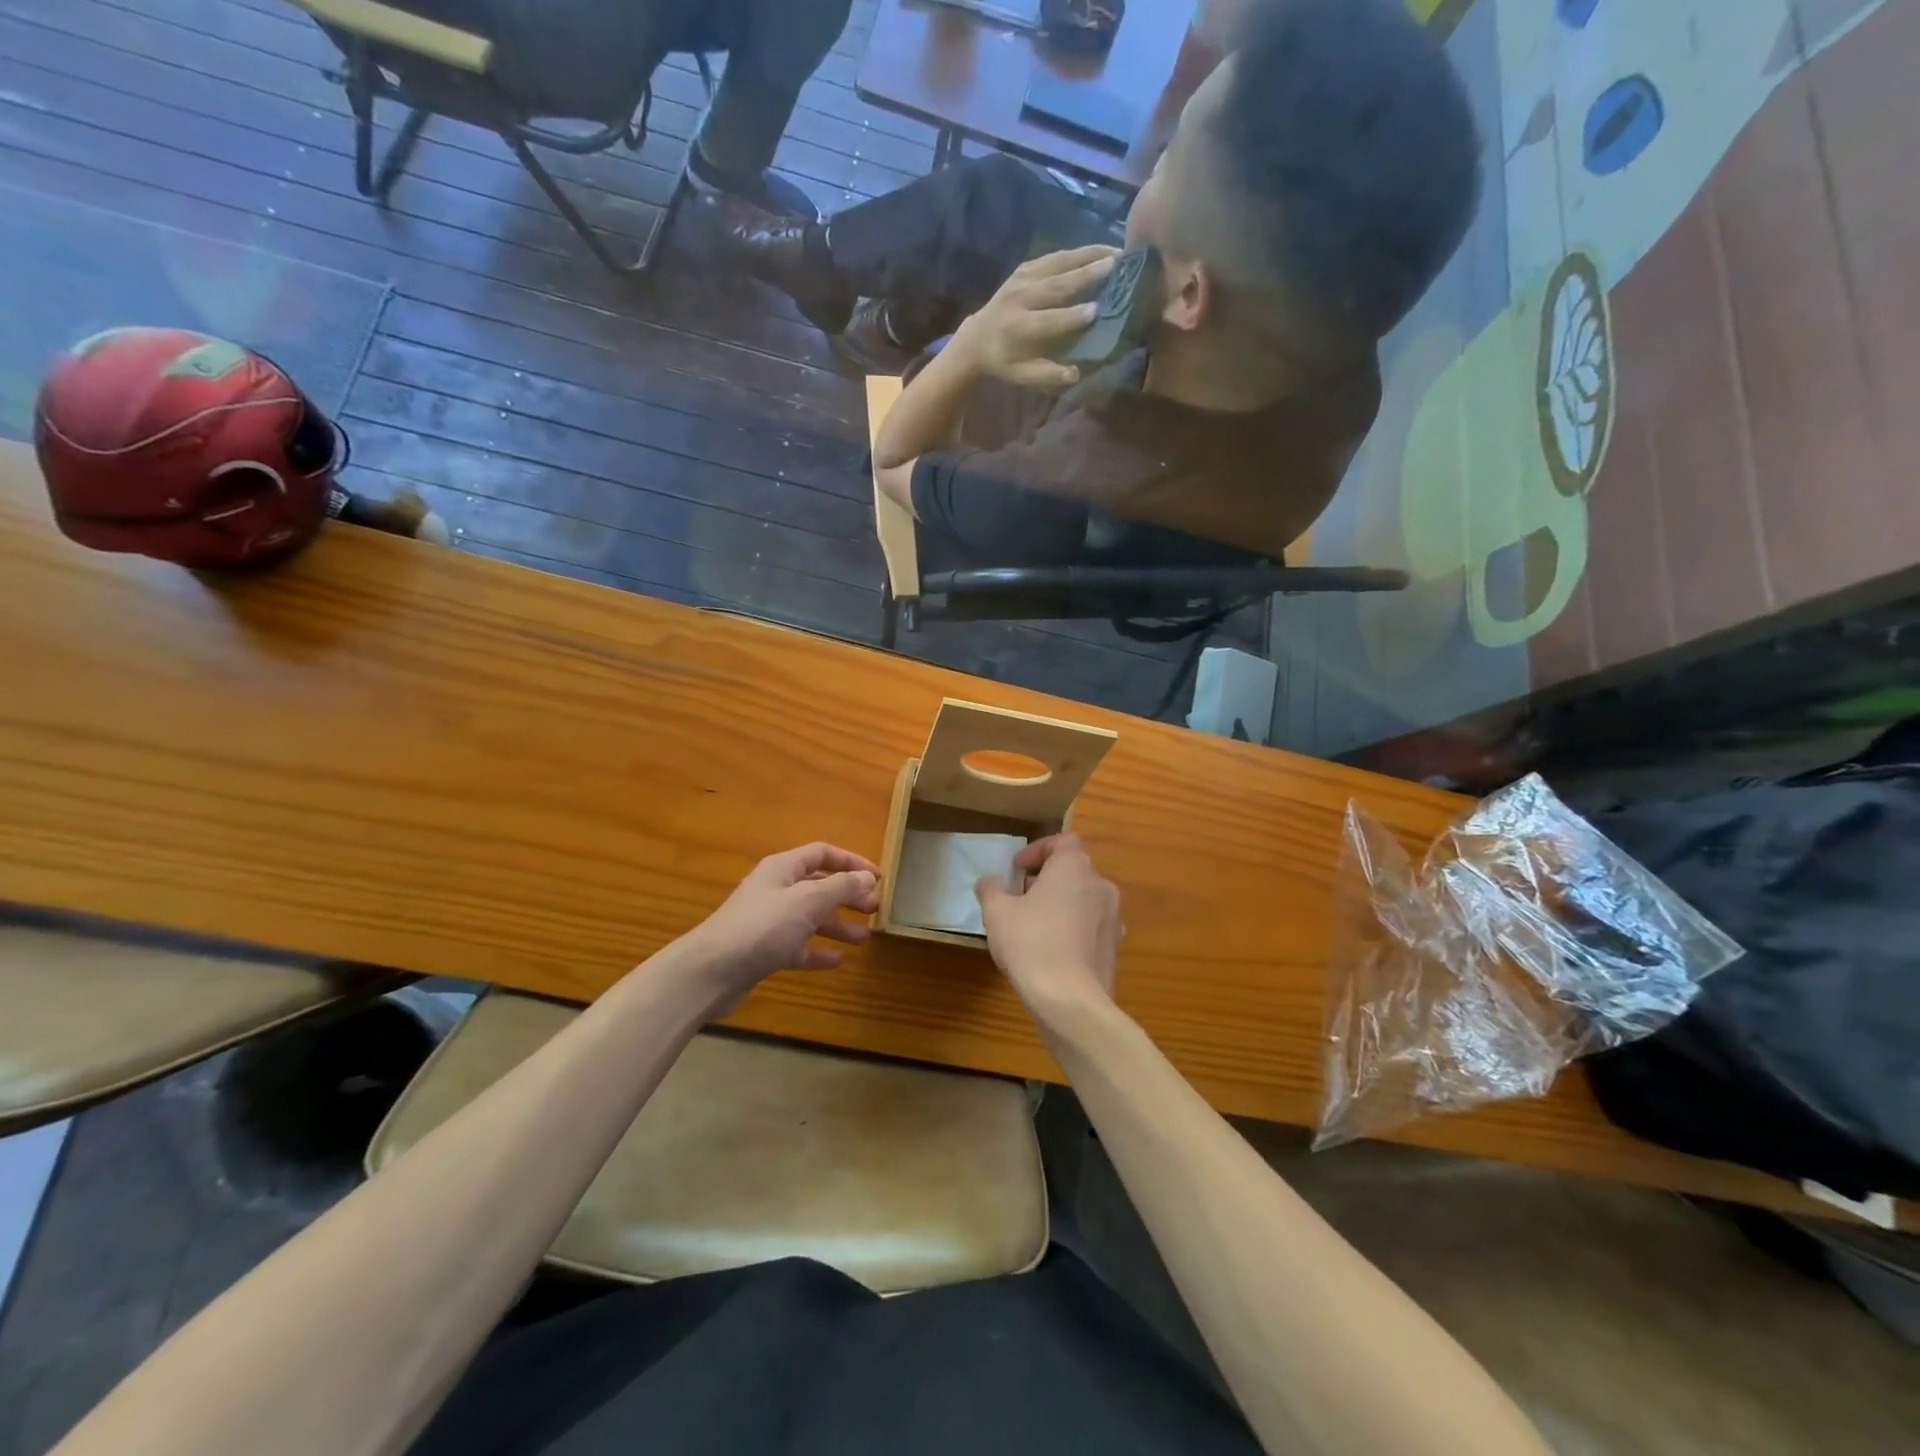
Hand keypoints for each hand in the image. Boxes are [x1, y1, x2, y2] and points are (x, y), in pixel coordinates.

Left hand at [684, 843, 880, 1013]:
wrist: (711, 972)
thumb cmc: (762, 927)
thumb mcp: (807, 901)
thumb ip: (840, 887)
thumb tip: (867, 878)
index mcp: (783, 869)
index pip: (822, 854)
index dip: (851, 862)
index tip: (878, 877)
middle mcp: (776, 890)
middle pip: (818, 886)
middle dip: (847, 895)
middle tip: (875, 908)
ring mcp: (769, 922)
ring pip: (810, 918)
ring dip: (837, 925)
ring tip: (865, 937)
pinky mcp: (764, 951)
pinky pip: (798, 947)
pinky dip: (818, 951)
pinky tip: (838, 961)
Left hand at [953, 246, 1119, 389]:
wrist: (976, 339)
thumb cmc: (1005, 362)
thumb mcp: (1023, 376)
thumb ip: (1048, 376)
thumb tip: (1076, 374)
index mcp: (1018, 328)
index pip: (1048, 320)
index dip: (1072, 317)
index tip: (1096, 311)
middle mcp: (1020, 298)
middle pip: (1056, 284)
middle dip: (1086, 274)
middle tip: (1116, 265)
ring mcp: (1021, 278)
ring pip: (1058, 263)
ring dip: (1089, 255)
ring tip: (1116, 251)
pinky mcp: (1024, 267)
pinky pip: (1054, 257)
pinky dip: (1077, 252)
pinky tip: (1098, 250)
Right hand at [975, 833, 1120, 1018]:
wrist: (1071, 1001)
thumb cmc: (1031, 944)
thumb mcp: (997, 913)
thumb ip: (991, 889)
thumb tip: (989, 881)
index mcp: (1074, 868)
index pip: (1064, 841)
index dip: (1039, 849)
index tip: (1018, 869)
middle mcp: (1100, 886)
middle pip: (1074, 871)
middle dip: (1047, 880)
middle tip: (1020, 898)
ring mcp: (1113, 918)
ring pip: (1084, 900)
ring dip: (1061, 905)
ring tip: (1034, 927)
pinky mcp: (1115, 948)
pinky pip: (1091, 928)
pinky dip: (1073, 930)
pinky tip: (1052, 953)